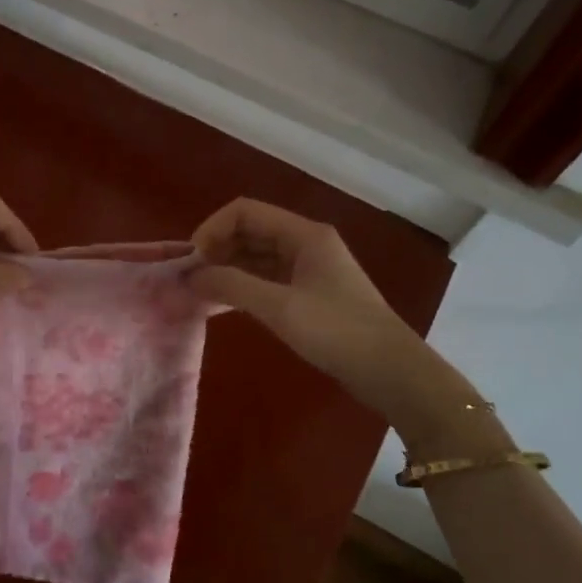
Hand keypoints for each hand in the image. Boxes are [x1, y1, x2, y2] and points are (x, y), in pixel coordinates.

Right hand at [189, 198, 510, 454]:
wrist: (391, 370)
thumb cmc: (338, 332)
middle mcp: (306, 243)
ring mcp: (309, 268)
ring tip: (199, 293)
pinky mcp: (309, 293)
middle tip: (190, 279)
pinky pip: (266, 279)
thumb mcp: (280, 307)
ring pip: (256, 256)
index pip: (245, 212)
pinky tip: (222, 305)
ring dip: (227, 269)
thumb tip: (191, 276)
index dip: (212, 229)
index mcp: (304, 234)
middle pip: (250, 231)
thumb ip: (233, 286)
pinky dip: (243, 286)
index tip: (191, 260)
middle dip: (217, 250)